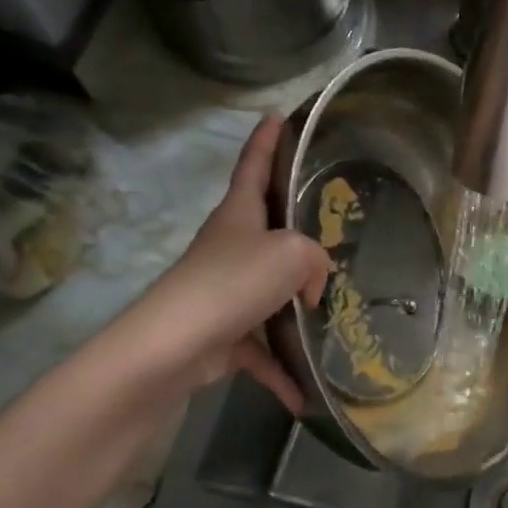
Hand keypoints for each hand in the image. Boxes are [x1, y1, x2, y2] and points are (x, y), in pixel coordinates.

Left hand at [128, 114, 329, 411]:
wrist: (172, 347)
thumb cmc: (231, 284)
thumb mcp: (289, 255)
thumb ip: (314, 258)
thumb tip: (311, 287)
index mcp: (240, 216)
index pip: (254, 164)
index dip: (267, 139)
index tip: (277, 114)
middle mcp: (231, 248)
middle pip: (269, 230)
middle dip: (299, 230)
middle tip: (336, 229)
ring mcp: (226, 291)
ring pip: (272, 293)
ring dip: (299, 311)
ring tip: (335, 318)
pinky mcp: (223, 333)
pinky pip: (261, 349)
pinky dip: (281, 369)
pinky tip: (304, 393)